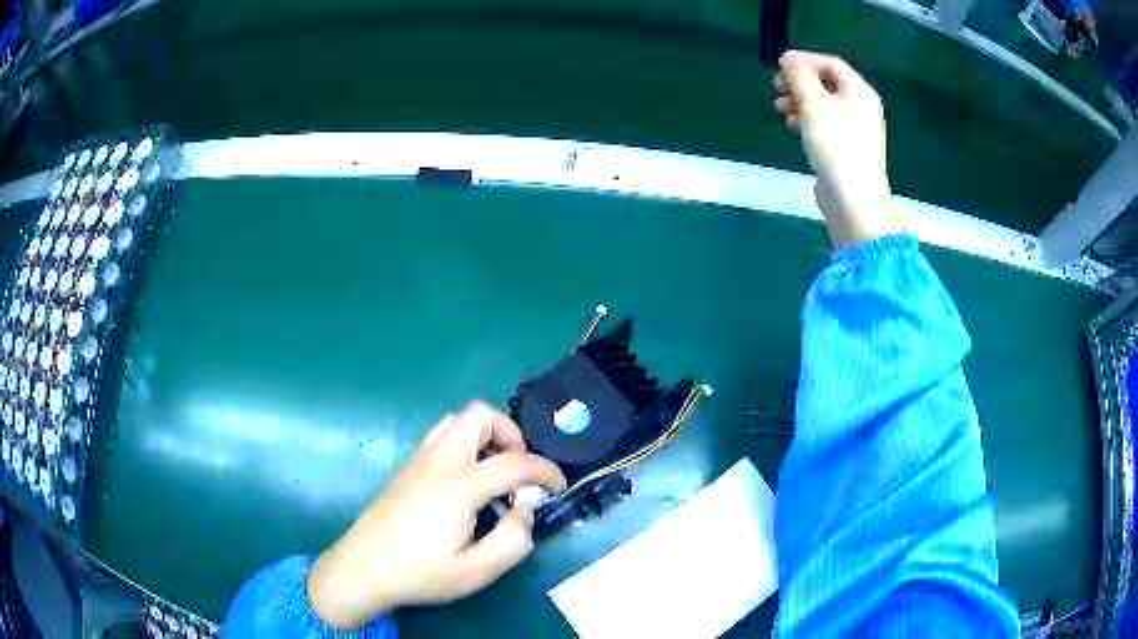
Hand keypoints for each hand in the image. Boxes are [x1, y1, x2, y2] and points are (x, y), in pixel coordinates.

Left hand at [306, 402, 566, 630]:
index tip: (558, 487)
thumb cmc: (420, 572)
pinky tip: (466, 483)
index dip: (546, 471)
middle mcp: (438, 460)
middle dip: (511, 434)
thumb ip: (513, 541)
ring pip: (458, 420)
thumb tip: (523, 512)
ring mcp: (418, 459)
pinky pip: (442, 436)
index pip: (515, 462)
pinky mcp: (407, 467)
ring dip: (485, 437)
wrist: (363, 568)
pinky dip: (465, 445)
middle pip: (480, 415)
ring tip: (494, 474)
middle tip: (518, 471)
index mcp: (459, 485)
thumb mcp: (477, 571)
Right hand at [774, 50, 903, 248]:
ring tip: (780, 108)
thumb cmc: (835, 144)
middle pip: (827, 83)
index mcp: (859, 91)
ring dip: (800, 101)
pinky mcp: (848, 149)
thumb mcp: (812, 102)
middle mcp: (862, 107)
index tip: (779, 65)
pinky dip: (808, 119)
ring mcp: (857, 130)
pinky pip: (826, 124)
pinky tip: (793, 126)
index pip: (830, 63)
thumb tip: (788, 58)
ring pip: (825, 104)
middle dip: (800, 82)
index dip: (804, 60)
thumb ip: (799, 75)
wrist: (853, 198)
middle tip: (776, 86)